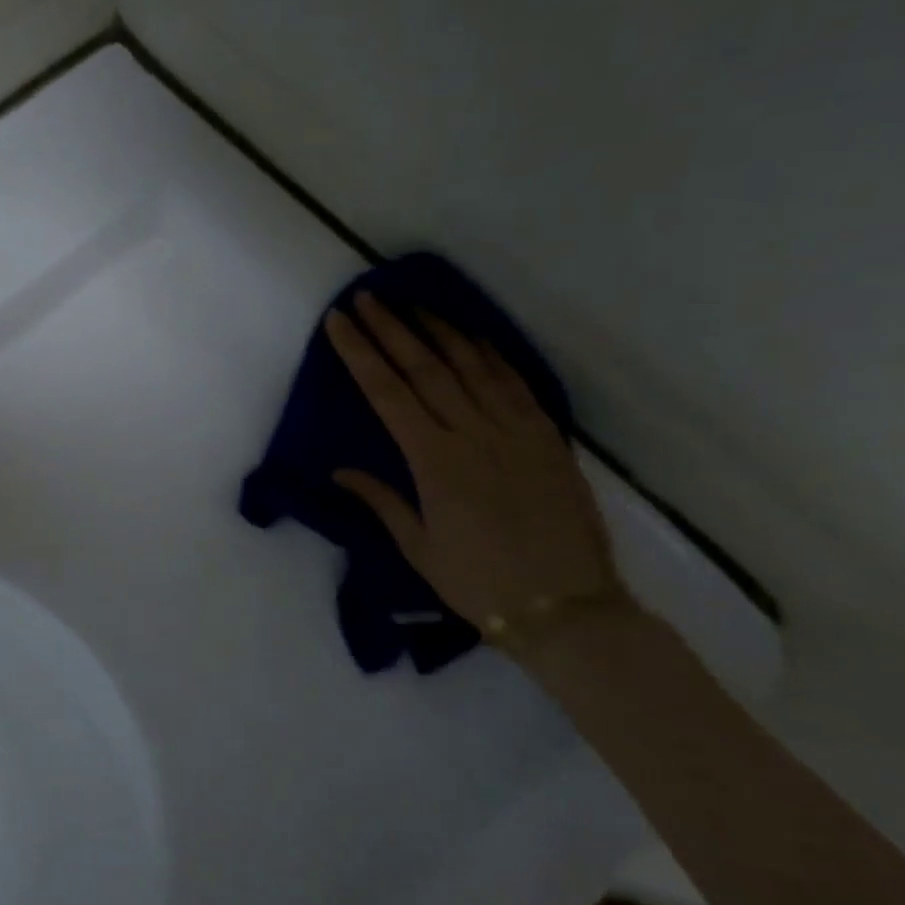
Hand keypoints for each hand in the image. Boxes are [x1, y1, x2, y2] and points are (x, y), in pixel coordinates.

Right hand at [324, 294, 625, 630]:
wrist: (564, 606)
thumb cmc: (477, 581)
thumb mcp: (418, 547)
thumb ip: (381, 500)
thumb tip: (340, 470)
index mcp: (434, 462)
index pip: (387, 394)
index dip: (360, 354)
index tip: (339, 323)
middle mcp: (473, 434)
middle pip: (425, 368)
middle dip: (392, 329)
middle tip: (368, 297)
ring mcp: (515, 431)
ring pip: (472, 366)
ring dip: (439, 330)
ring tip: (414, 303)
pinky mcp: (547, 437)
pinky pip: (515, 383)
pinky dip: (491, 354)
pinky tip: (473, 336)